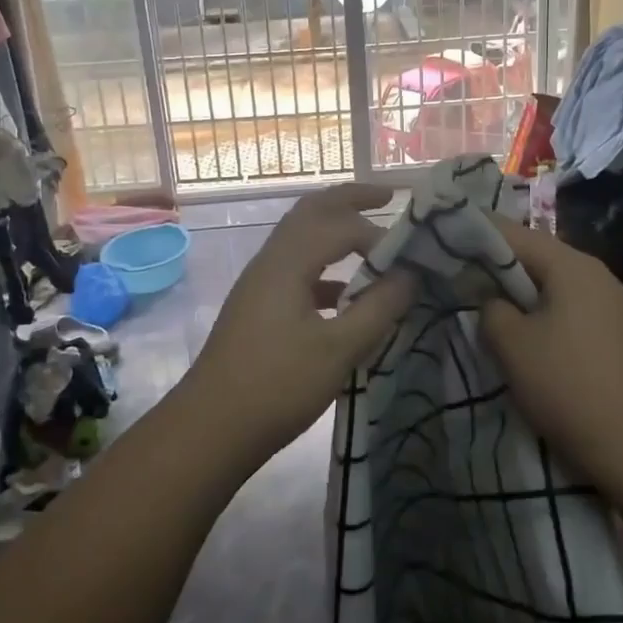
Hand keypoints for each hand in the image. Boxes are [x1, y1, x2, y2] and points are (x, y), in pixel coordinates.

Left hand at [182, 184, 415, 463]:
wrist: (211, 427)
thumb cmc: (277, 386)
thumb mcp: (338, 350)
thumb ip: (378, 308)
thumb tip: (410, 275)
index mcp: (287, 262)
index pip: (340, 225)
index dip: (379, 235)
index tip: (411, 260)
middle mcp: (271, 259)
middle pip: (312, 210)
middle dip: (350, 198)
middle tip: (388, 195)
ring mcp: (260, 281)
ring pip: (301, 236)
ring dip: (335, 228)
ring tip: (372, 236)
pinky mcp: (258, 304)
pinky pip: (296, 267)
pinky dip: (325, 267)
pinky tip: (347, 294)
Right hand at [476, 216, 622, 490]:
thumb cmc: (570, 387)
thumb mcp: (512, 345)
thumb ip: (490, 309)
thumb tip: (492, 300)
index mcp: (571, 266)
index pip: (513, 233)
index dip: (475, 234)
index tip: (444, 242)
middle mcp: (597, 276)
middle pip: (536, 259)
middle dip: (496, 269)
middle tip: (457, 281)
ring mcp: (615, 308)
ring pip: (554, 289)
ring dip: (520, 298)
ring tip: (486, 314)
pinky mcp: (621, 340)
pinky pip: (572, 314)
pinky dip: (544, 319)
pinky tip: (527, 343)